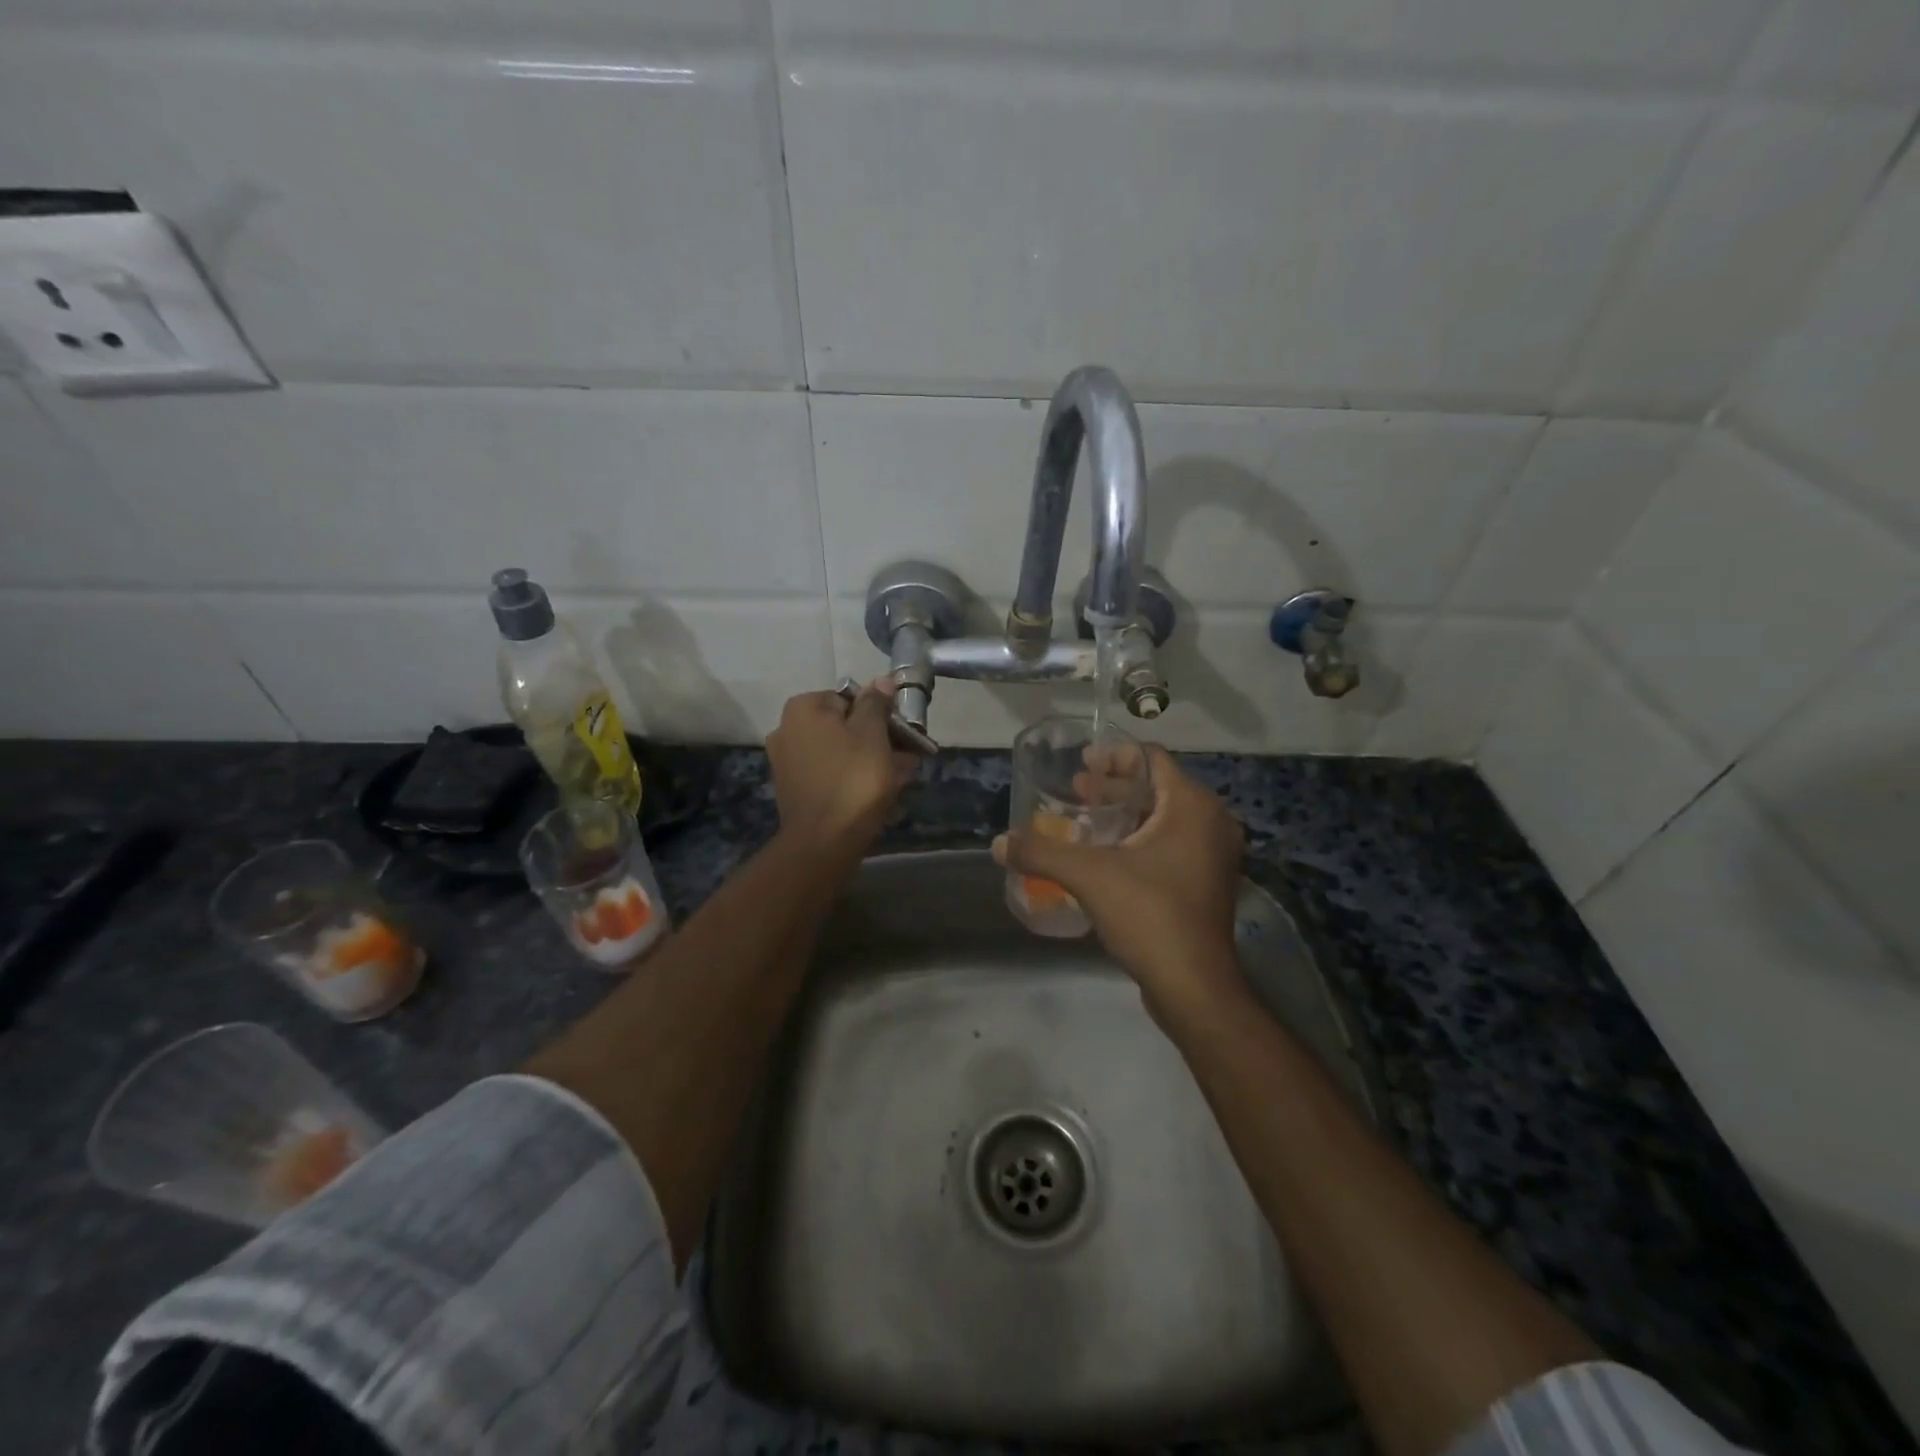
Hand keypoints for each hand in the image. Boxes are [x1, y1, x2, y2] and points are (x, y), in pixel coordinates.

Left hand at [766, 680, 916, 854]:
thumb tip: (882, 680)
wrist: (824, 841)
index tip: (901, 734)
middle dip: (877, 740)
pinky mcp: (794, 788)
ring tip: (899, 779)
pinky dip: (852, 778)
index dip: (879, 715)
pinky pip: (830, 773)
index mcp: (803, 709)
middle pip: (844, 726)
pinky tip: (879, 794)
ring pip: (840, 752)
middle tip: (907, 759)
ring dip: (869, 761)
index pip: (850, 698)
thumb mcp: (873, 735)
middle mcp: (787, 729)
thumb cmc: (853, 779)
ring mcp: (787, 761)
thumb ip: (876, 704)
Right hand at [994, 745, 1245, 1014]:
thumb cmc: (1149, 915)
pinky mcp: (1207, 882)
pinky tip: (1106, 855)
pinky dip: (1139, 839)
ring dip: (1125, 814)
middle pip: (1158, 787)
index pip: (1152, 759)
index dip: (1114, 756)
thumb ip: (1041, 853)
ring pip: (1164, 817)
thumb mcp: (1088, 877)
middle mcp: (1211, 822)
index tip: (1081, 763)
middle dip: (1114, 787)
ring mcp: (1213, 855)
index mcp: (1192, 806)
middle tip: (1075, 791)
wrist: (1194, 986)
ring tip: (1084, 820)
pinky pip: (1171, 844)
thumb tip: (998, 843)